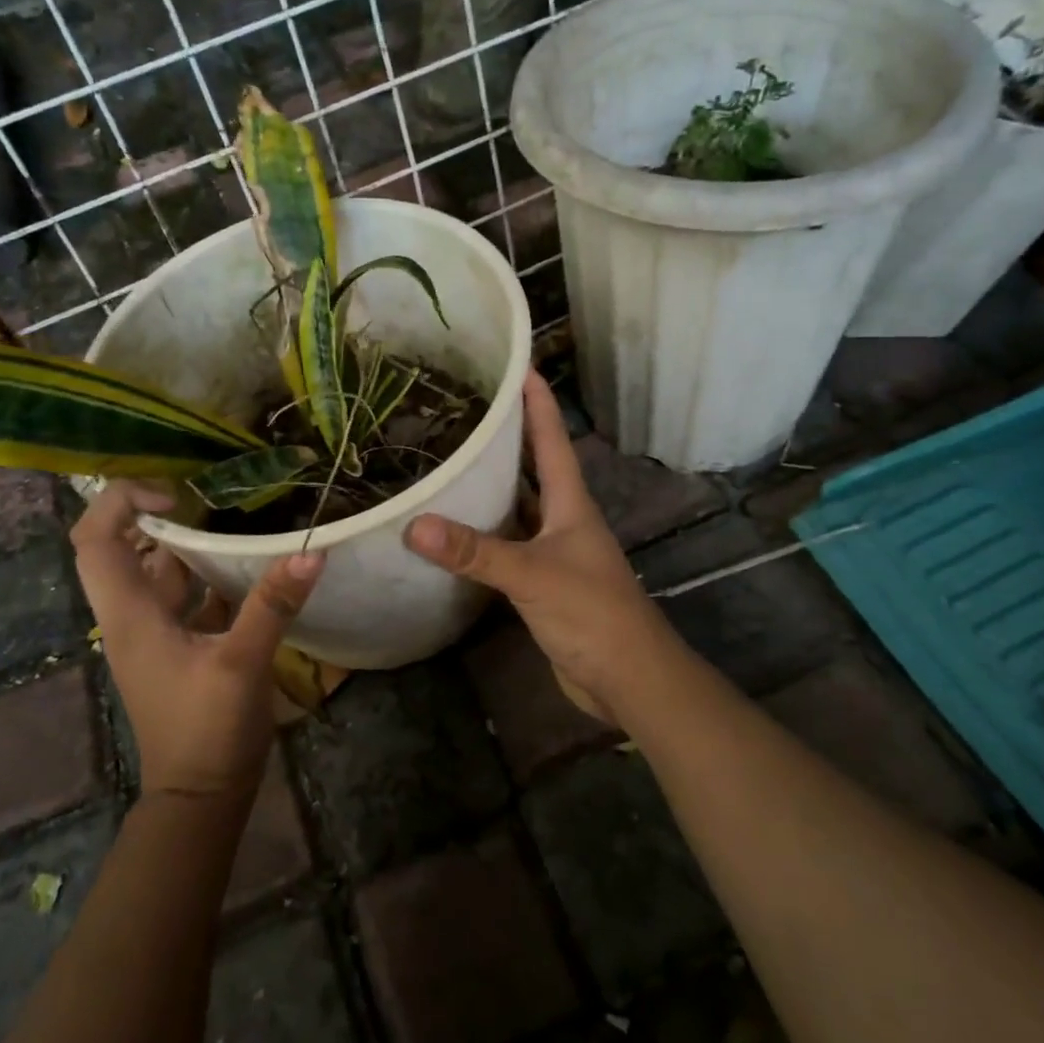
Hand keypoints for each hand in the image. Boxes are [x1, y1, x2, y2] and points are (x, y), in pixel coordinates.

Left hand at [72, 482, 322, 799]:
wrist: (202, 796)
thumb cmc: (207, 730)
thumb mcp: (241, 664)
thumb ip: (272, 605)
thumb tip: (312, 550)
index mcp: (130, 614)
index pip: (95, 540)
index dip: (121, 502)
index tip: (174, 495)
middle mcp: (135, 616)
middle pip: (124, 548)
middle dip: (158, 515)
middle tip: (207, 493)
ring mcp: (158, 632)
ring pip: (161, 571)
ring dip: (189, 543)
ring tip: (234, 514)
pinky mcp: (183, 646)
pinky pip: (189, 595)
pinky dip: (211, 573)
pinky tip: (250, 562)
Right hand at [403, 371, 678, 719]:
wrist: (628, 678)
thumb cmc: (592, 613)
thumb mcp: (531, 575)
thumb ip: (475, 551)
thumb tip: (415, 524)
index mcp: (571, 503)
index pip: (551, 439)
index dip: (536, 401)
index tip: (516, 364)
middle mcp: (564, 520)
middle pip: (533, 467)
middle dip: (506, 437)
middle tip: (464, 410)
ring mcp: (554, 552)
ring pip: (518, 508)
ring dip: (490, 487)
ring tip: (449, 461)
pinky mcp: (542, 584)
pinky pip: (508, 546)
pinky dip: (483, 535)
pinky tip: (455, 532)